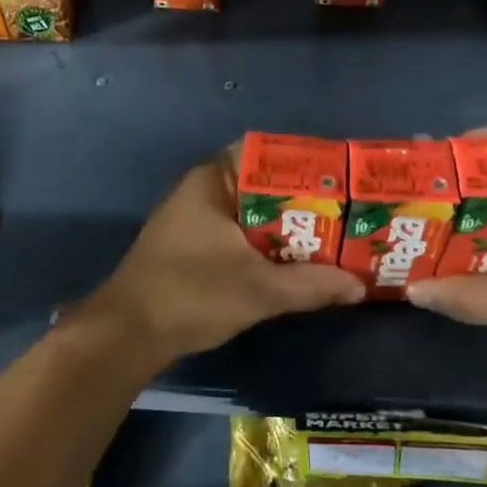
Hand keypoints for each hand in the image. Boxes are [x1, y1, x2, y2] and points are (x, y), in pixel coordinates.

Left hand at [84, 147, 364, 363]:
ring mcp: (194, 218)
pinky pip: (238, 232)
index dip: (304, 164)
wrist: (127, 334)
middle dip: (302, 199)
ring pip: (251, 211)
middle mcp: (203, 189)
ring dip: (285, 225)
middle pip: (262, 183)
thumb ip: (311, 285)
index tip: (338, 179)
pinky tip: (293, 260)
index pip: (265, 153)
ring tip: (330, 235)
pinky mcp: (192, 244)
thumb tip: (358, 286)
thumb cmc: (192, 294)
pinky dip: (265, 242)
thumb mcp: (259, 290)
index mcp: (213, 180)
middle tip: (345, 211)